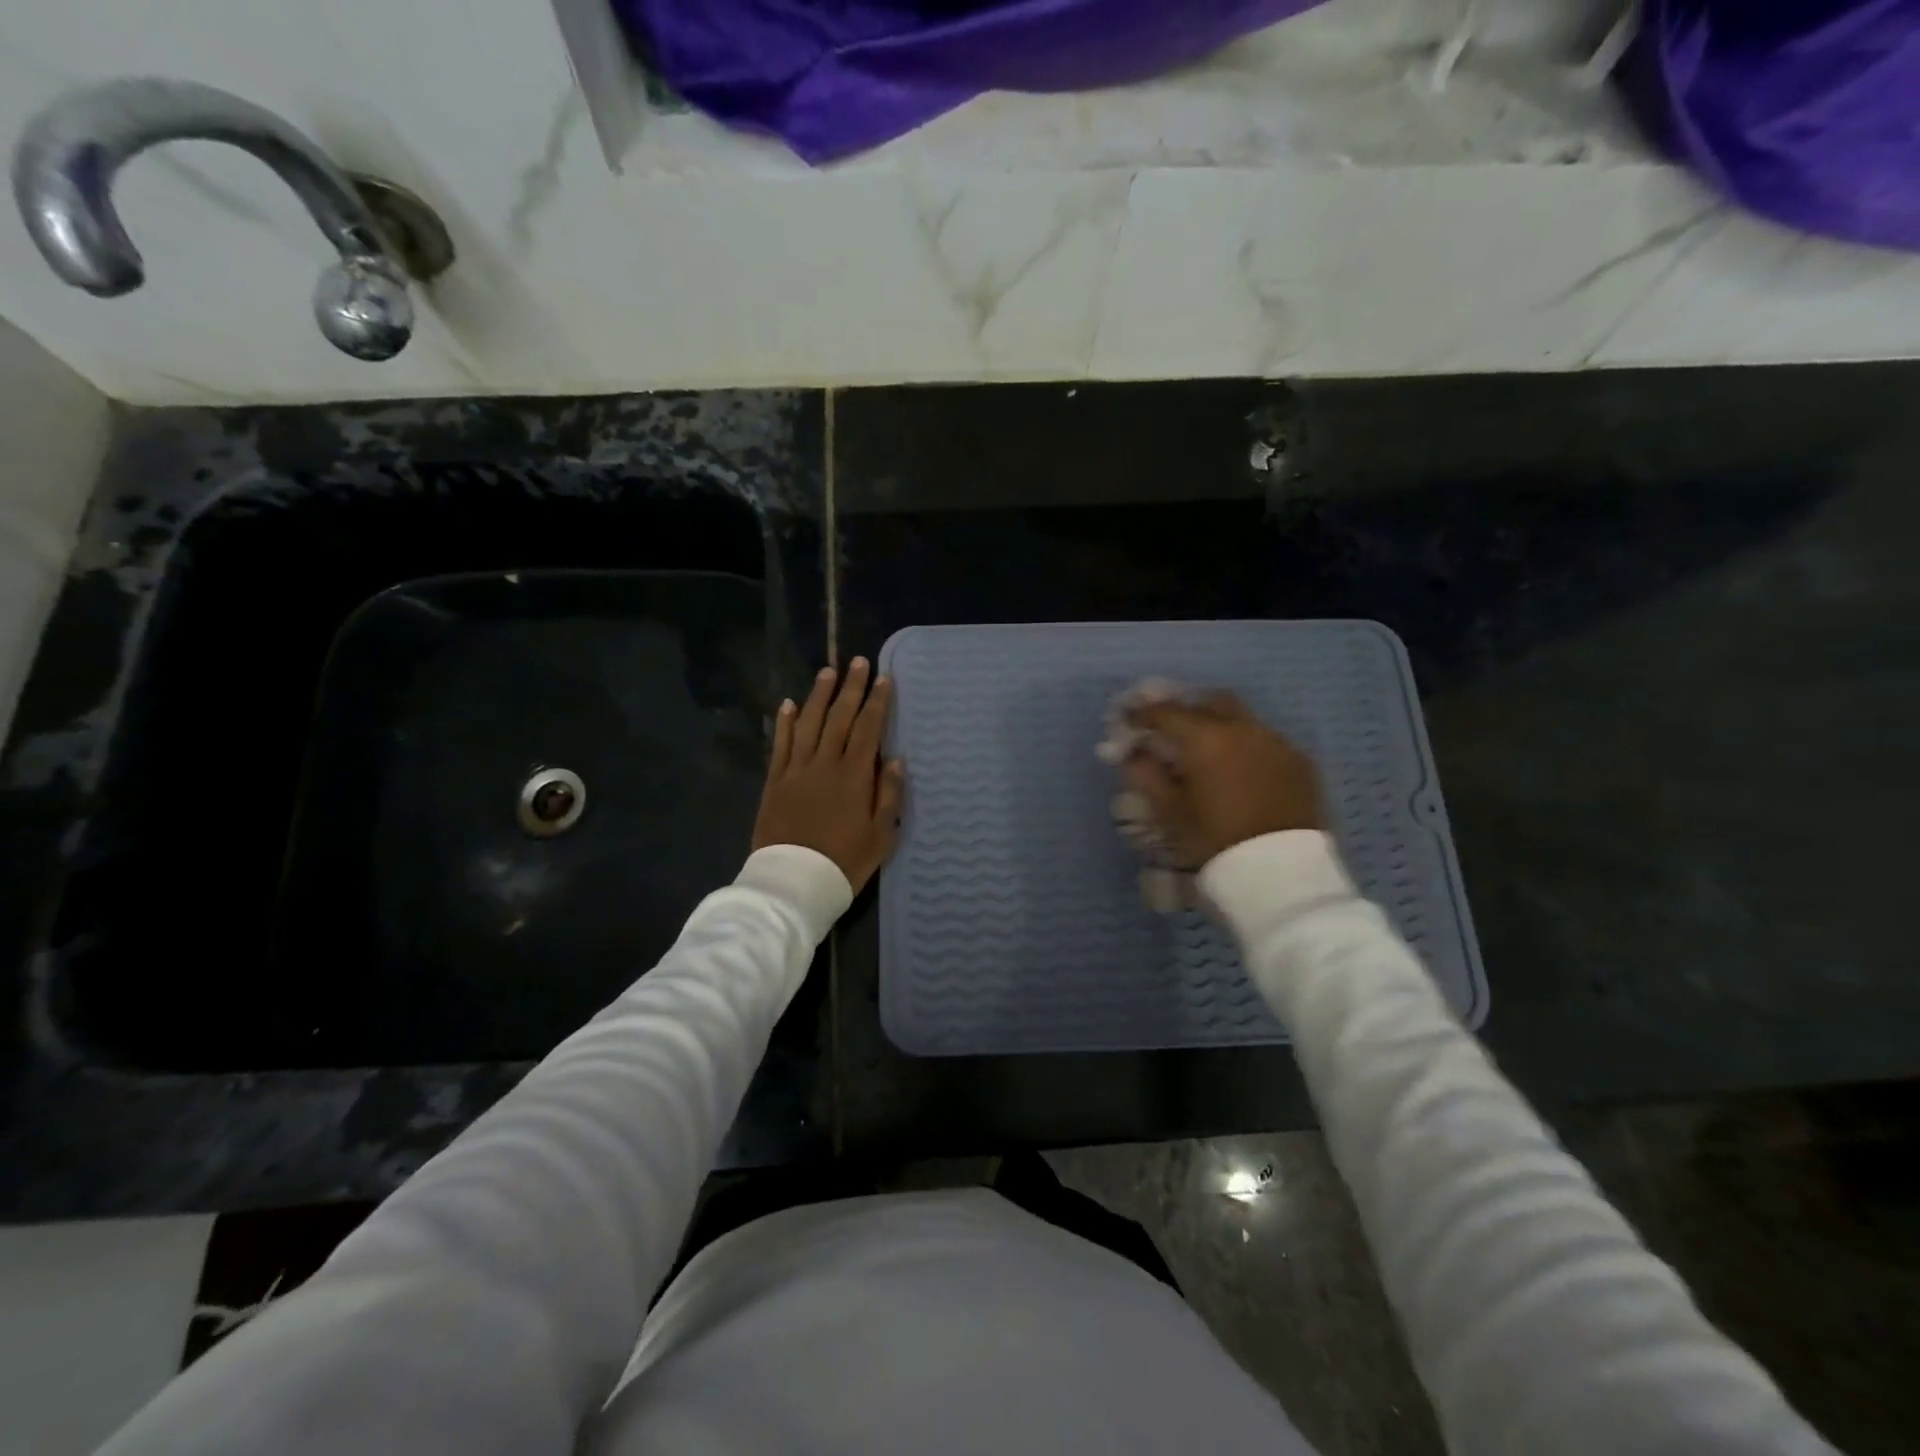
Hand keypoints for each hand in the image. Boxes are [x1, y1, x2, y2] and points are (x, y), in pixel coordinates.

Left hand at [751, 658, 904, 894]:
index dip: (877, 701)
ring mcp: (796, 770)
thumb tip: (895, 759)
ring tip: (827, 671)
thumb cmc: (844, 862)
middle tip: (858, 661)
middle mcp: (825, 764)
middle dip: (850, 688)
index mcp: (854, 776)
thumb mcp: (881, 835)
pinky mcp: (775, 782)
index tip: (884, 678)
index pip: (868, 728)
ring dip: (818, 696)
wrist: (793, 882)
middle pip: (839, 718)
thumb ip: (889, 794)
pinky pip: (780, 744)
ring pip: (808, 723)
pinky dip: (784, 722)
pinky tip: (788, 704)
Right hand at [1121, 693, 1322, 866]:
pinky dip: (1246, 746)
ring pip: (1242, 719)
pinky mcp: (1300, 762)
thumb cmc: (1215, 842)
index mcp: (1206, 738)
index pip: (1166, 711)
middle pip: (1210, 701)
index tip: (1129, 721)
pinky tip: (1240, 772)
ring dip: (1220, 727)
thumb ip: (1148, 777)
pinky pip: (1266, 740)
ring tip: (1208, 754)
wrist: (1281, 873)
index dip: (1142, 713)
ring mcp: (1276, 742)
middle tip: (1171, 732)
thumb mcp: (1171, 813)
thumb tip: (1134, 755)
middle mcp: (1243, 728)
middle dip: (1188, 710)